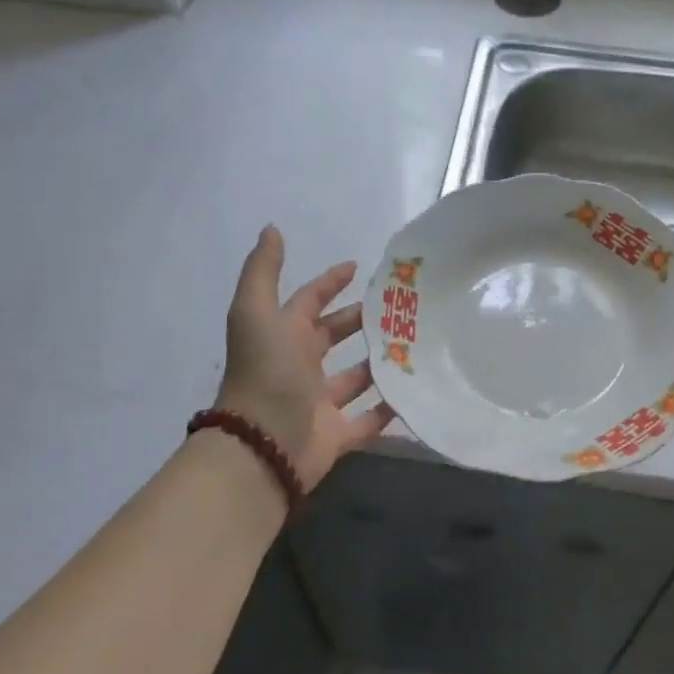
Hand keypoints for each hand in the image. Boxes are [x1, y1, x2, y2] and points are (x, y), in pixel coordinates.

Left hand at [213, 226, 395, 490]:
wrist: (262, 445)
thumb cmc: (265, 372)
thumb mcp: (256, 312)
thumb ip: (264, 271)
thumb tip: (271, 228)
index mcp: (284, 335)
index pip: (309, 300)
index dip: (330, 282)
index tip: (358, 266)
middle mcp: (301, 365)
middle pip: (334, 336)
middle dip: (362, 320)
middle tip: (401, 306)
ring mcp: (320, 402)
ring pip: (355, 376)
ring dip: (379, 361)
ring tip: (417, 343)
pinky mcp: (337, 434)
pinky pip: (368, 419)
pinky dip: (388, 408)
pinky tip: (414, 390)